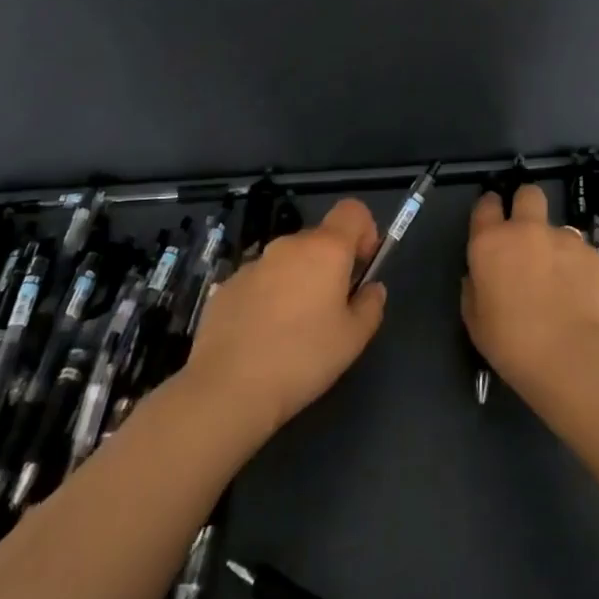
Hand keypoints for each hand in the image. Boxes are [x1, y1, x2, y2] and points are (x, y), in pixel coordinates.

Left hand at [185, 198, 387, 438]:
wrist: (228, 387)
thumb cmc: (303, 358)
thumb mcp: (353, 339)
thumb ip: (370, 305)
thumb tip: (371, 288)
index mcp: (325, 250)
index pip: (352, 210)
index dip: (364, 231)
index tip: (362, 266)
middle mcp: (288, 246)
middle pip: (319, 239)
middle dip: (330, 265)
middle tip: (332, 310)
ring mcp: (253, 264)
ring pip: (287, 262)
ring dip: (298, 283)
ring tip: (294, 331)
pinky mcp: (226, 286)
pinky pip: (259, 283)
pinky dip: (268, 299)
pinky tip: (263, 338)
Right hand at [463, 183, 598, 394]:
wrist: (572, 357)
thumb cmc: (512, 343)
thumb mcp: (475, 320)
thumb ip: (476, 288)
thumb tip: (482, 276)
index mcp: (492, 243)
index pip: (486, 205)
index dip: (490, 208)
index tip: (493, 221)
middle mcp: (529, 231)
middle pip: (529, 194)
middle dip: (527, 205)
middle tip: (528, 234)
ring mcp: (567, 241)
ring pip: (561, 230)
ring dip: (557, 248)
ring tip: (562, 284)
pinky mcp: (598, 257)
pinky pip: (585, 257)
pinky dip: (582, 272)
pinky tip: (583, 300)